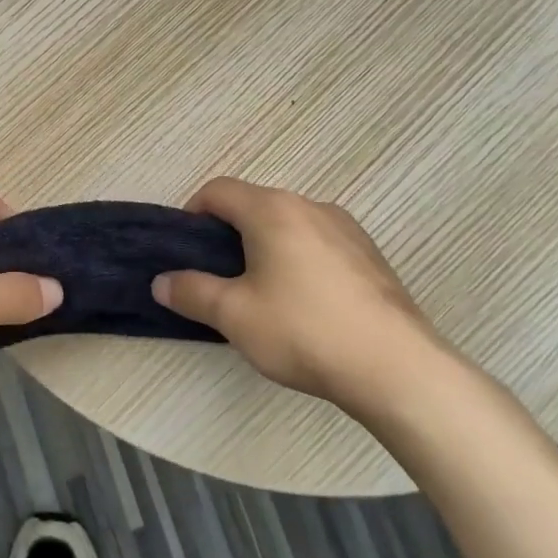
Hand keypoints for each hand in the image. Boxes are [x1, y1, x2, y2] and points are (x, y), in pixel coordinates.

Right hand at [151, 177, 458, 424]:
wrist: (396, 367)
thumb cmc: (303, 331)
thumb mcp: (234, 315)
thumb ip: (191, 292)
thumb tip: (161, 282)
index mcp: (272, 210)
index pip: (218, 190)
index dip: (193, 212)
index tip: (186, 249)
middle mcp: (310, 206)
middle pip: (255, 204)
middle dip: (229, 232)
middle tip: (218, 275)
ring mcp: (346, 228)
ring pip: (289, 223)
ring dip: (266, 245)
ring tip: (261, 292)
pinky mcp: (371, 255)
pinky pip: (319, 242)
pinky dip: (299, 258)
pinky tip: (305, 303)